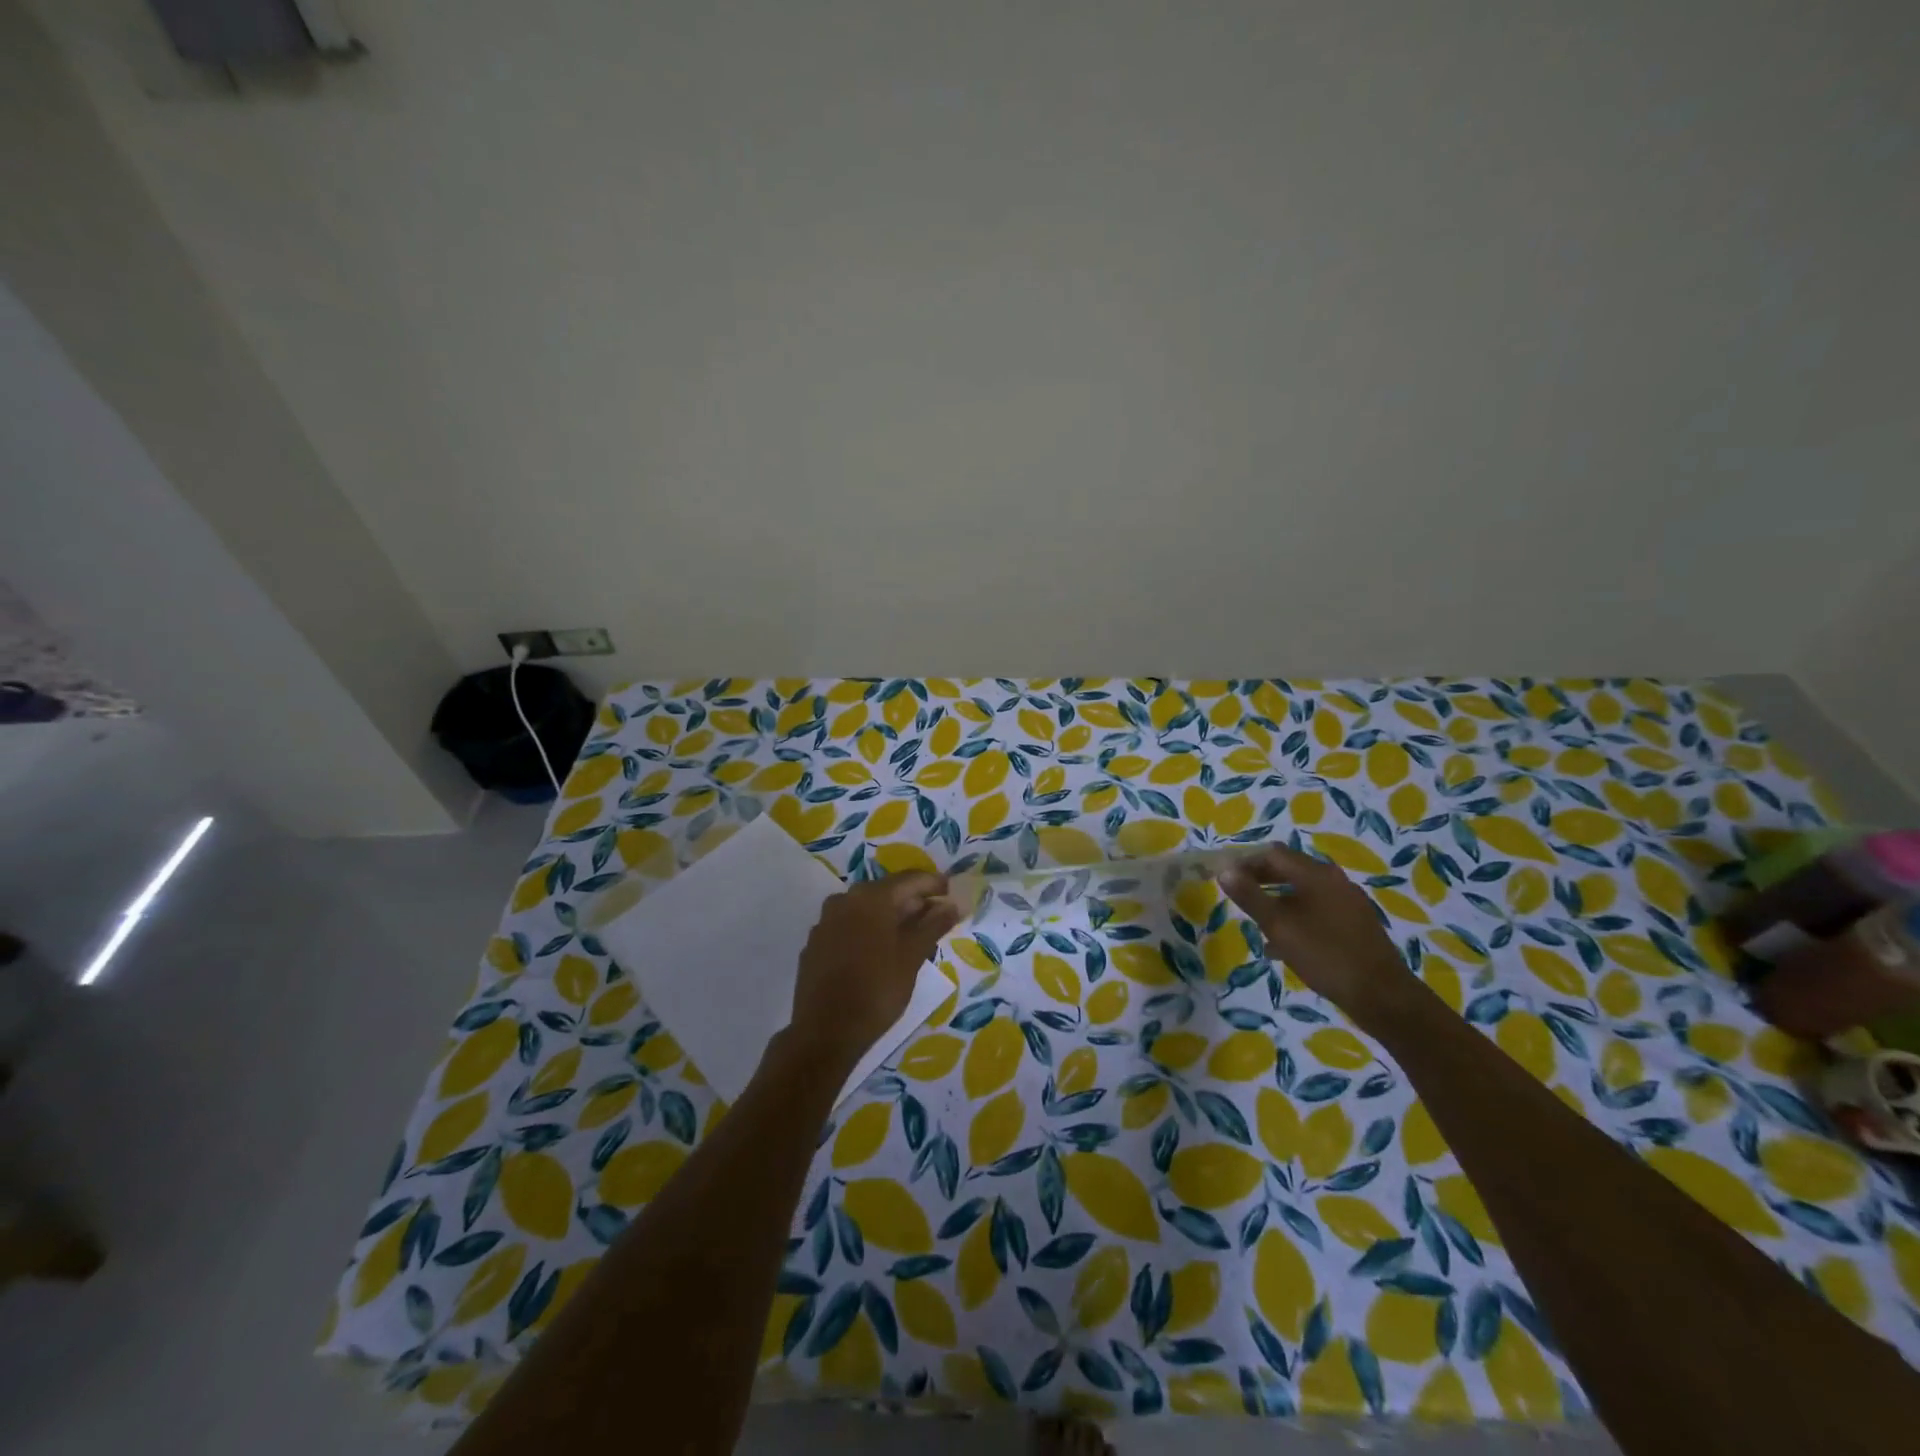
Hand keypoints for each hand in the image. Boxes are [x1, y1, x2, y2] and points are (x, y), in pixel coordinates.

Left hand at [789, 873, 961, 1068]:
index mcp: (871, 898)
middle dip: (912, 901)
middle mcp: (845, 900)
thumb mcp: (912, 957)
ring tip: (912, 934)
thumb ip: (933, 925)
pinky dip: (868, 930)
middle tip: (936, 915)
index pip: (910, 879)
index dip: (933, 884)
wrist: (825, 1032)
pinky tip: (880, 949)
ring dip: (890, 916)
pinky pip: (849, 926)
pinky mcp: (816, 943)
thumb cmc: (877, 990)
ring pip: (866, 909)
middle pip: (886, 892)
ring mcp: (826, 921)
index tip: (951, 892)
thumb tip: (952, 905)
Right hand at [1217, 844, 1417, 1028]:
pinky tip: (1285, 943)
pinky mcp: (1356, 922)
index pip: (1272, 853)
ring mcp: (1348, 901)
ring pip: (1303, 890)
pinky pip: (1318, 908)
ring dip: (1277, 899)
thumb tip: (1224, 870)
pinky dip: (1296, 915)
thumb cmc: (1325, 955)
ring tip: (1257, 921)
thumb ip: (1250, 896)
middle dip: (1260, 879)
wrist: (1382, 995)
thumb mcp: (1279, 926)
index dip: (1245, 861)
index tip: (1225, 877)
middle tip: (1238, 896)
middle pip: (1289, 868)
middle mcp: (1334, 879)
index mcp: (1315, 874)